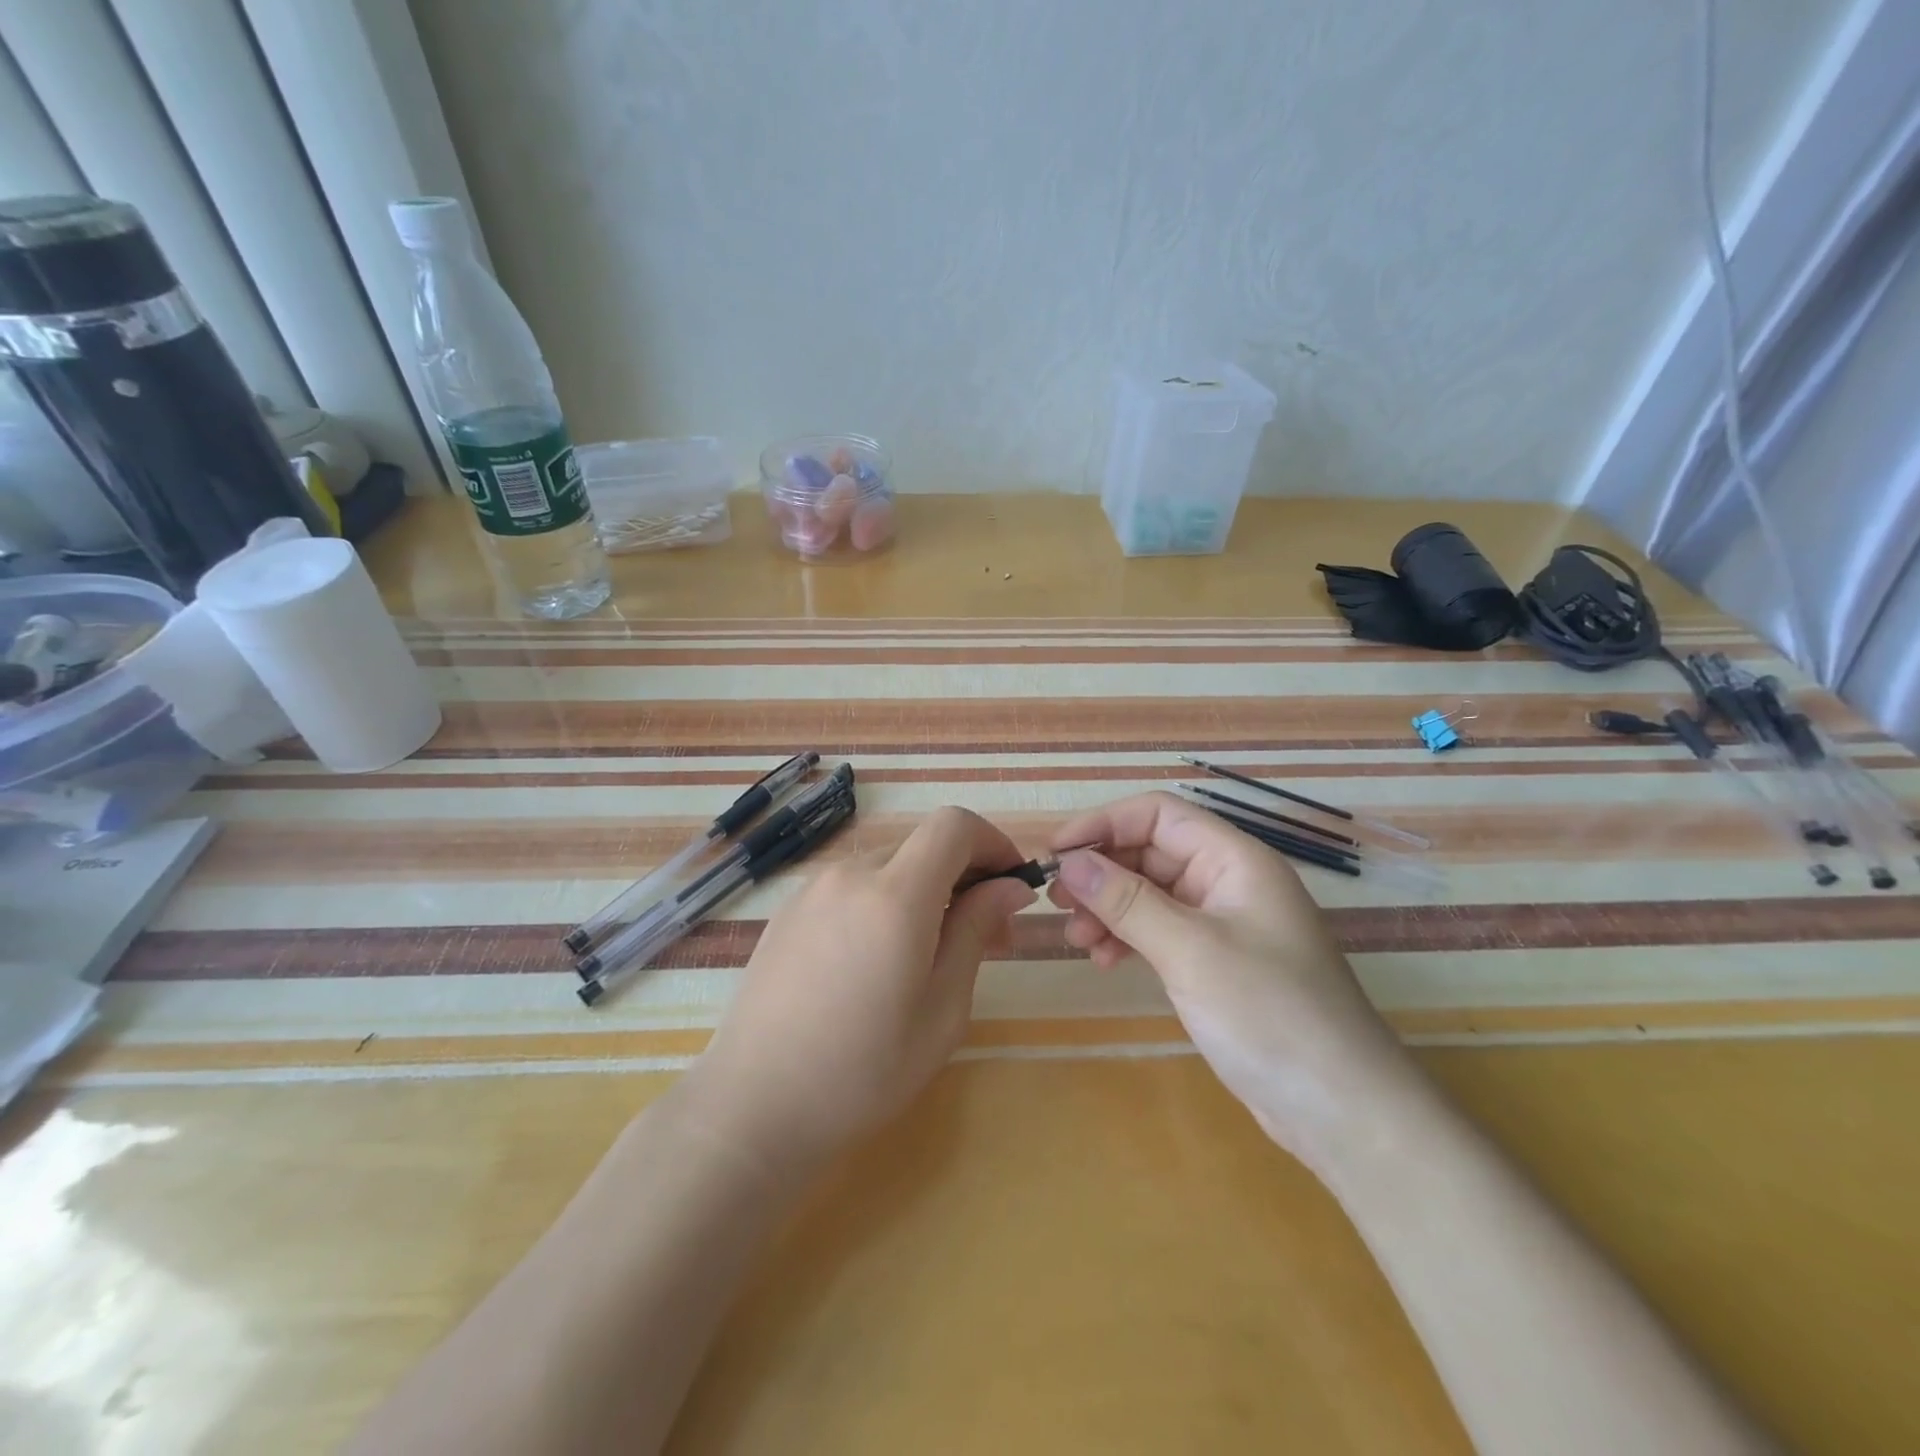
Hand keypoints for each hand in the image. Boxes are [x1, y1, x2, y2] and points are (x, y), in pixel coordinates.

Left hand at [680, 806, 1034, 1181]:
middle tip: (986, 937)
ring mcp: (812, 889)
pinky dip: (883, 902)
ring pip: (888, 866)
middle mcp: (851, 874)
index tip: (1012, 886)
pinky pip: (852, 886)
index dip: (993, 842)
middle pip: (923, 846)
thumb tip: (1011, 886)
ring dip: (924, 891)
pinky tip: (878, 961)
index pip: (954, 825)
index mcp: (895, 894)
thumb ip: (977, 931)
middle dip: (965, 876)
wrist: (753, 1107)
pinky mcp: (788, 910)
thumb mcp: (942, 1009)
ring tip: (930, 955)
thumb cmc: (863, 1071)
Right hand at [1049, 792, 1419, 1160]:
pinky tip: (1104, 961)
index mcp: (1235, 859)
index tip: (1057, 853)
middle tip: (1057, 903)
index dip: (1104, 824)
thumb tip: (1069, 862)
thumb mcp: (1189, 950)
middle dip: (1102, 873)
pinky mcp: (1216, 962)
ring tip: (1077, 940)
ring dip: (1109, 908)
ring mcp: (1224, 923)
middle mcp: (1228, 881)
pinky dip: (1128, 938)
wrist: (1342, 1109)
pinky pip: (1160, 931)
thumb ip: (1126, 901)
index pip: (1158, 814)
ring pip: (1151, 894)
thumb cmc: (1269, 1013)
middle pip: (1151, 852)